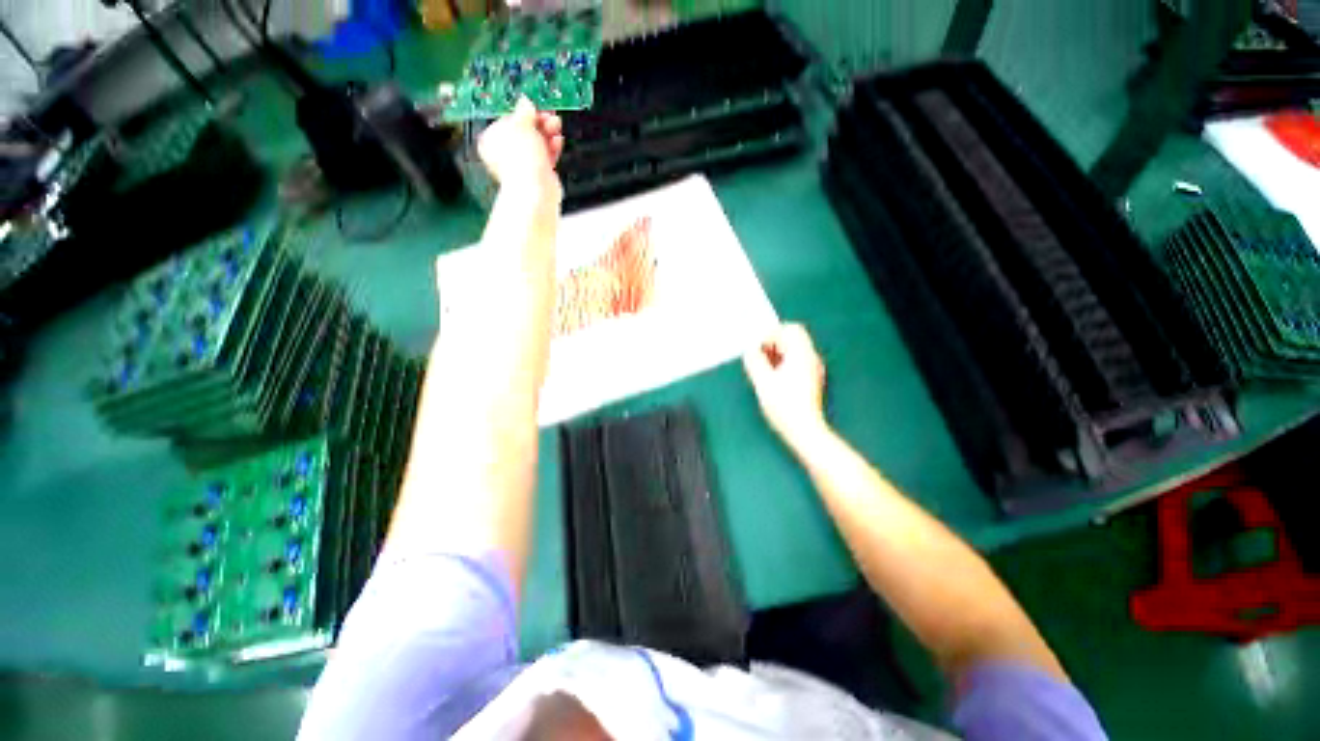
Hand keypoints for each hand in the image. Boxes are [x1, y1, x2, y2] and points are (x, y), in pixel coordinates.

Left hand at [477, 97, 564, 193]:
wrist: (535, 190)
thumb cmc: (521, 159)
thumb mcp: (521, 124)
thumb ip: (524, 111)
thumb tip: (525, 102)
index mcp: (491, 140)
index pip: (508, 120)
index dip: (524, 113)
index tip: (536, 107)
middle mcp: (504, 154)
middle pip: (525, 132)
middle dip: (539, 123)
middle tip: (550, 116)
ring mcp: (522, 165)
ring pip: (537, 144)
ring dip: (548, 134)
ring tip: (556, 128)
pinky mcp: (537, 174)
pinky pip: (545, 156)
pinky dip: (552, 148)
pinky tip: (557, 141)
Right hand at [743, 323, 828, 448]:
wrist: (805, 430)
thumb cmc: (783, 405)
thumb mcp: (763, 382)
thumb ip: (754, 361)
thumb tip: (750, 349)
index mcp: (801, 354)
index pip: (789, 329)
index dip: (770, 334)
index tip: (756, 347)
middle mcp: (811, 358)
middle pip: (794, 338)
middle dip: (774, 342)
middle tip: (759, 355)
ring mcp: (813, 369)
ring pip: (795, 350)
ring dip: (778, 353)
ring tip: (763, 366)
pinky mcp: (811, 380)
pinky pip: (797, 361)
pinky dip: (784, 362)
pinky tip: (773, 377)